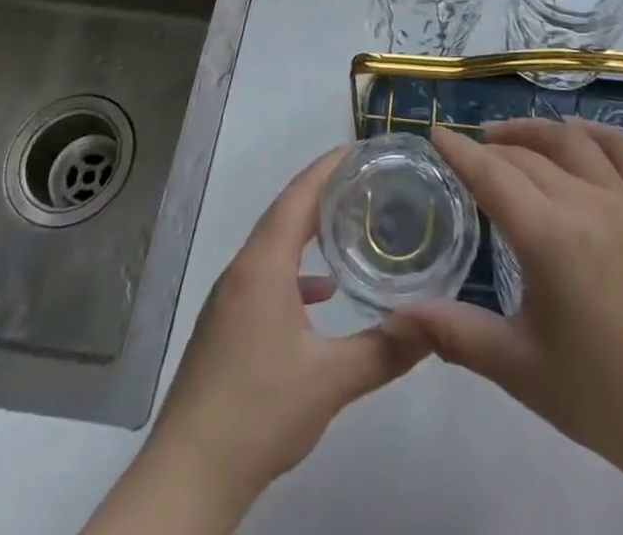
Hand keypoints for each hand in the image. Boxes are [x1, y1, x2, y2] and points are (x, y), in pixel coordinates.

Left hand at [144, 147, 427, 508]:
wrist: (188, 475)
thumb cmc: (259, 412)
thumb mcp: (331, 381)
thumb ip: (385, 350)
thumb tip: (434, 324)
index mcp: (263, 265)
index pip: (298, 195)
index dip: (328, 167)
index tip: (360, 148)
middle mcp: (242, 270)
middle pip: (286, 214)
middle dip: (324, 193)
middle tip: (366, 181)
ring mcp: (229, 298)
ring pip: (274, 246)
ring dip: (309, 232)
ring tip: (350, 227)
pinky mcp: (225, 325)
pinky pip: (265, 276)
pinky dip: (295, 272)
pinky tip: (321, 296)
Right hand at [391, 120, 622, 492]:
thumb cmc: (603, 399)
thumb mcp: (519, 368)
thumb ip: (455, 333)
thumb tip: (395, 316)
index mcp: (549, 238)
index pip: (492, 175)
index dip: (459, 150)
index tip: (436, 132)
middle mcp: (587, 204)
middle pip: (527, 155)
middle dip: (492, 147)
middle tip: (469, 151)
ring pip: (573, 142)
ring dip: (536, 131)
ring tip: (511, 137)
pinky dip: (595, 134)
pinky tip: (579, 137)